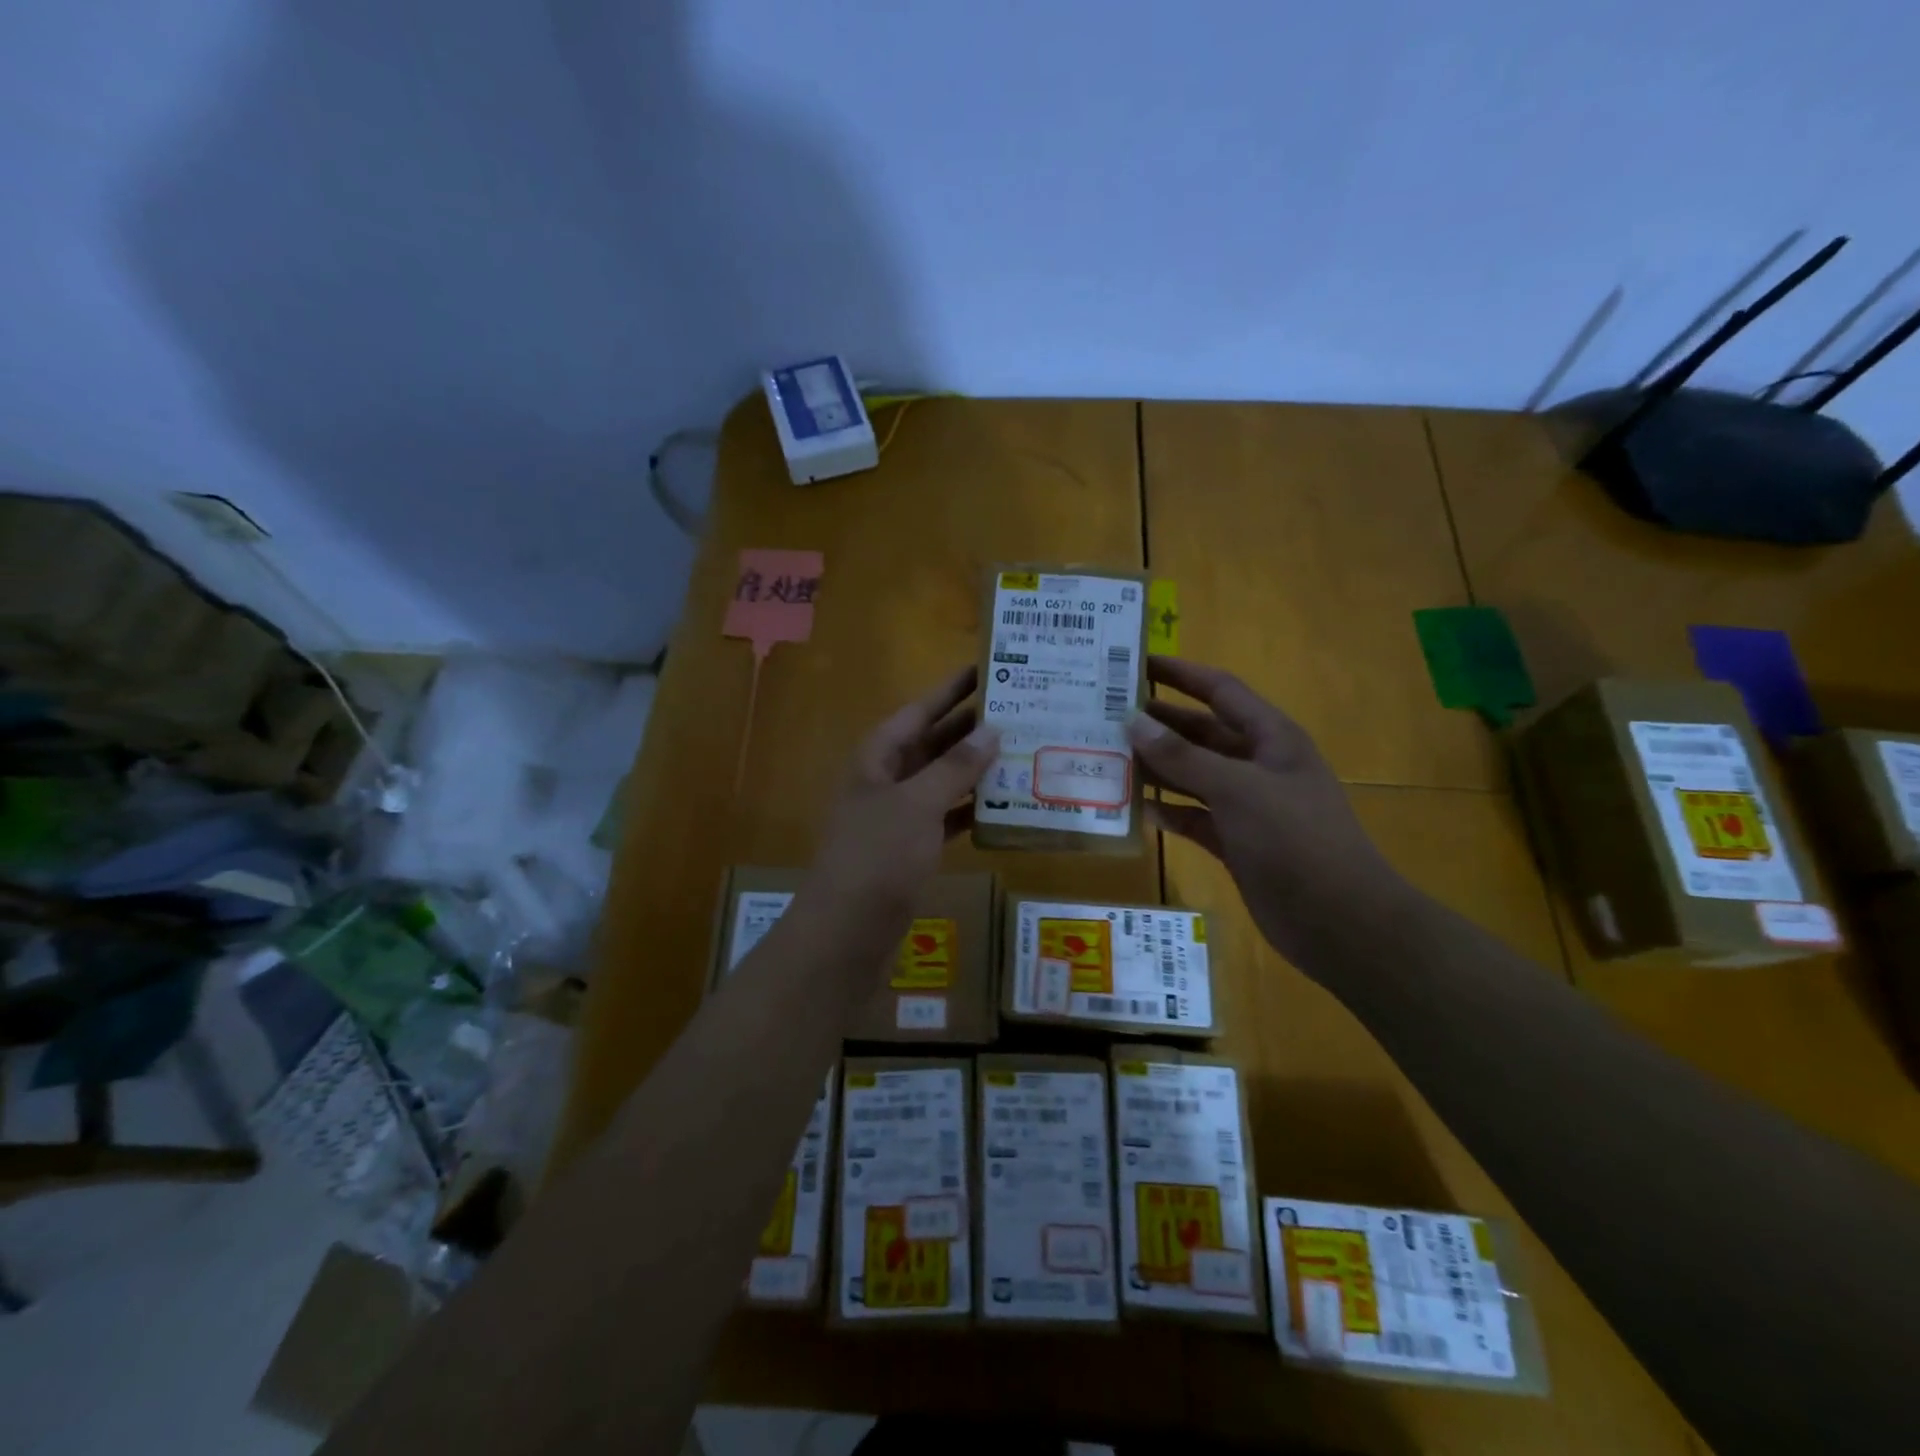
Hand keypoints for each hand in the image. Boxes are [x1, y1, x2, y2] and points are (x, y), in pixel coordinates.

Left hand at [806, 666, 999, 923]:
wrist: (847, 931)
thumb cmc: (877, 857)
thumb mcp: (917, 804)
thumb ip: (954, 767)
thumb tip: (991, 730)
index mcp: (878, 757)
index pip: (919, 710)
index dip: (951, 689)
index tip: (987, 667)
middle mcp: (887, 779)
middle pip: (932, 742)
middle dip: (970, 727)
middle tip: (1018, 709)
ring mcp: (898, 815)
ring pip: (942, 780)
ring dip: (975, 768)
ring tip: (1021, 750)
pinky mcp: (911, 848)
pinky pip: (945, 816)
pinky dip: (970, 808)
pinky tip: (1004, 804)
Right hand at [1127, 656, 1407, 971]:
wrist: (1338, 921)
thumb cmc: (1294, 840)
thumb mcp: (1237, 789)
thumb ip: (1183, 756)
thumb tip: (1133, 721)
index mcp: (1271, 738)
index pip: (1220, 690)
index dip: (1181, 674)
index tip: (1135, 663)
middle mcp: (1258, 765)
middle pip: (1201, 733)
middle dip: (1159, 723)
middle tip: (1106, 715)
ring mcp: (1248, 806)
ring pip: (1194, 776)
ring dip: (1157, 768)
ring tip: (1109, 758)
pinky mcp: (1236, 842)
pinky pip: (1194, 817)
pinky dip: (1169, 812)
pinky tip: (1137, 810)